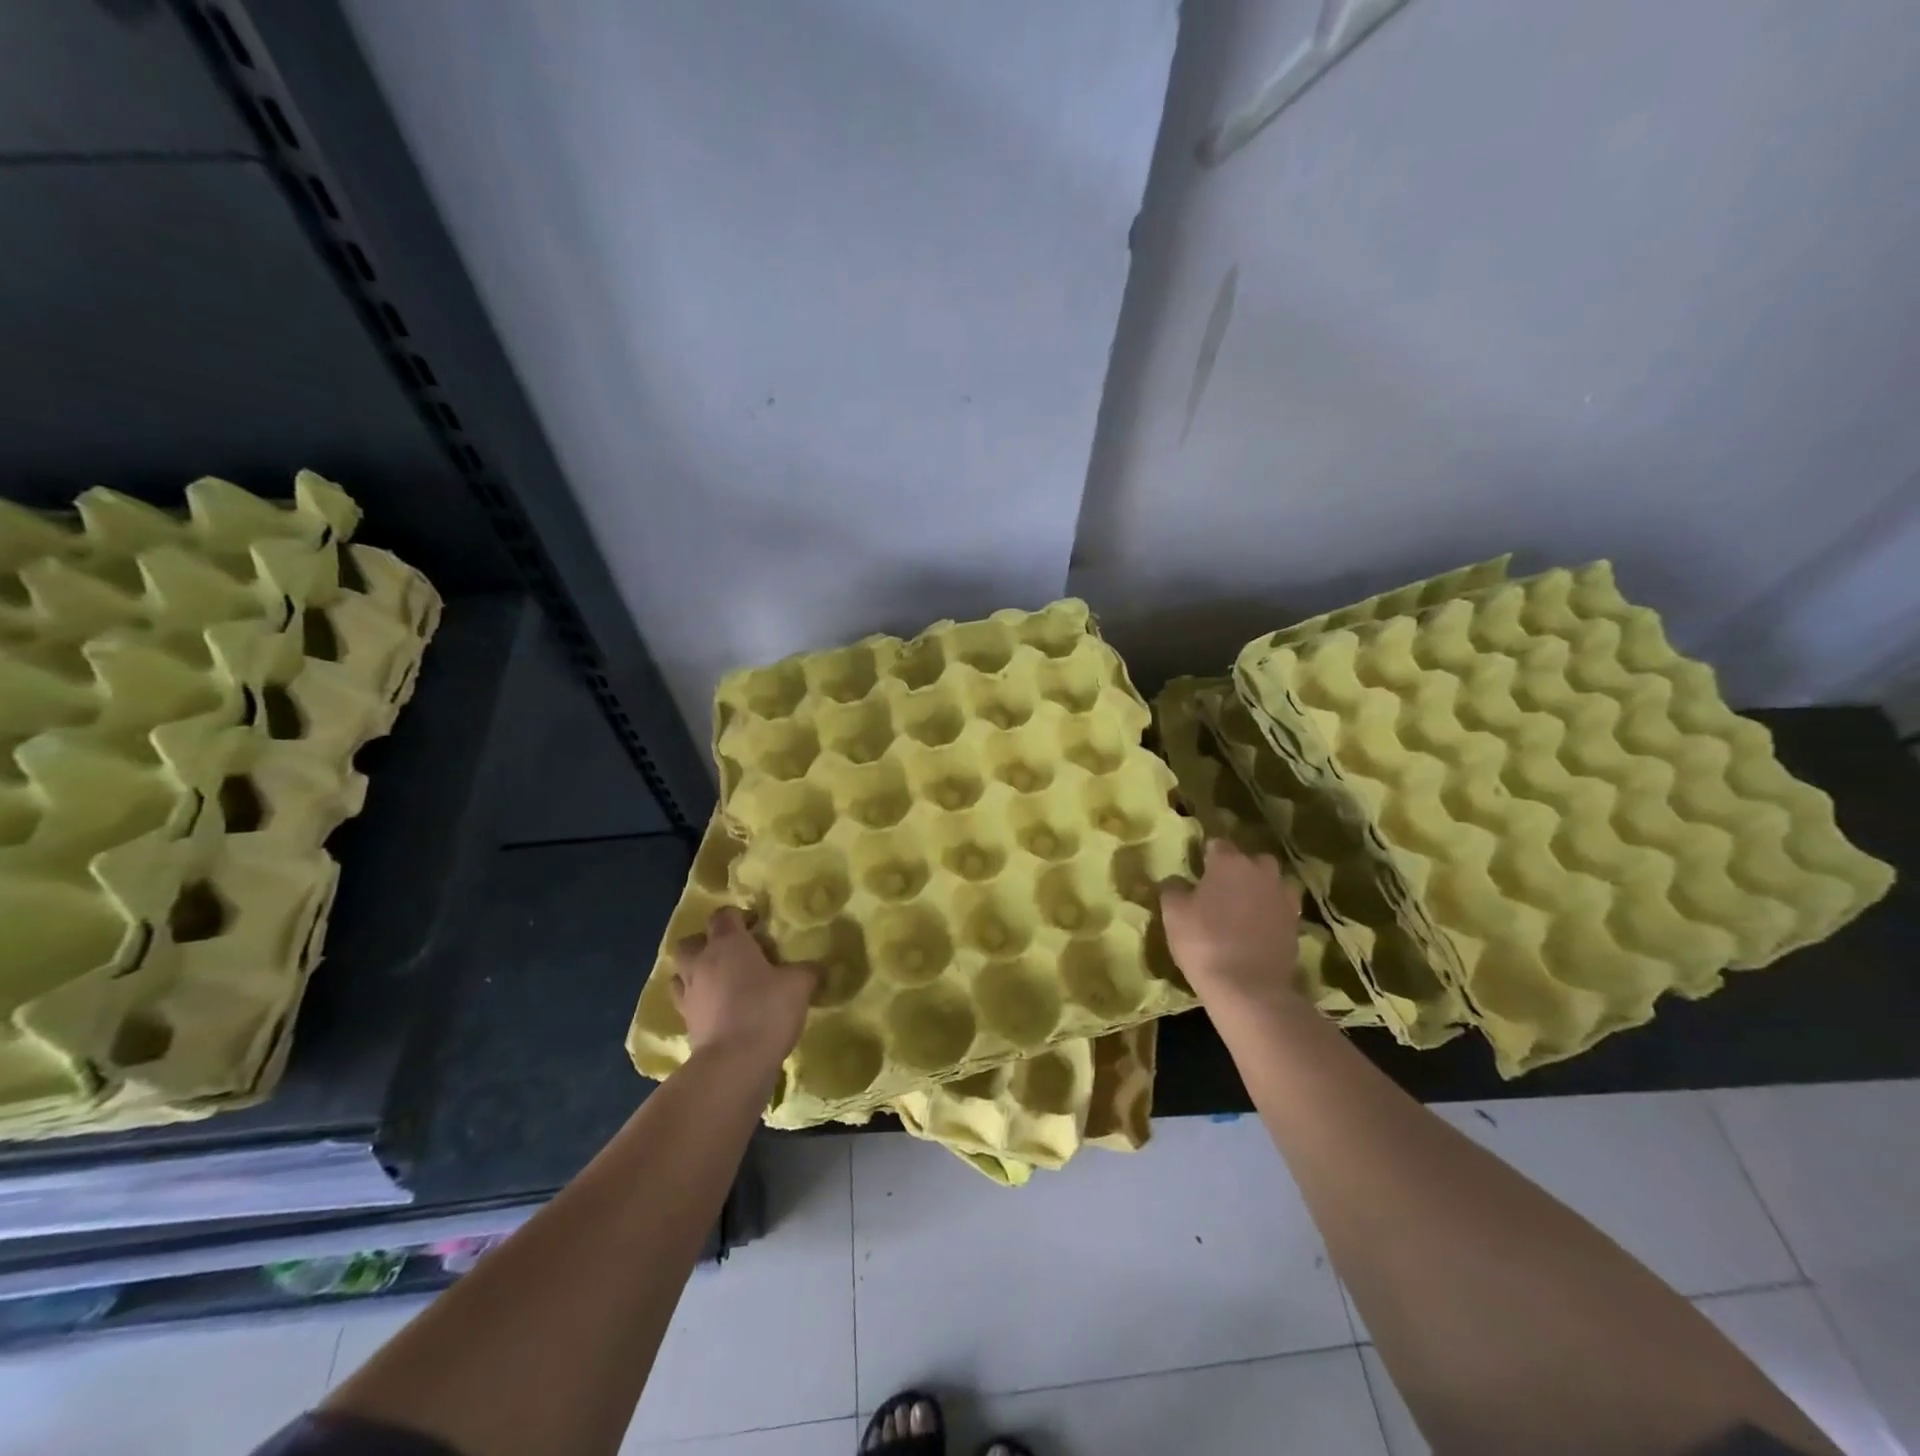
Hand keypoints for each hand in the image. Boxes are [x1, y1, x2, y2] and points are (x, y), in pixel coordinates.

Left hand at [671, 908, 816, 1070]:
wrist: (734, 1064)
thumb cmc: (766, 1010)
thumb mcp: (799, 985)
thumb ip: (806, 971)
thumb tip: (815, 969)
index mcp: (727, 944)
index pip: (724, 915)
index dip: (739, 916)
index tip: (757, 927)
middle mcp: (701, 963)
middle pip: (691, 942)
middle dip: (707, 944)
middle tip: (732, 955)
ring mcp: (688, 995)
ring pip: (681, 973)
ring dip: (697, 973)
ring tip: (721, 983)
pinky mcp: (686, 1024)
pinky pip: (686, 1003)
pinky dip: (699, 1002)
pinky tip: (719, 1011)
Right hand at [1161, 839, 1304, 1026]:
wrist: (1249, 988)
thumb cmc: (1204, 942)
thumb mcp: (1173, 913)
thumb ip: (1173, 889)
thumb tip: (1177, 881)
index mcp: (1230, 862)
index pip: (1217, 844)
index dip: (1206, 856)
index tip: (1197, 870)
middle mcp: (1261, 872)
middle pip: (1251, 860)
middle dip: (1239, 869)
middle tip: (1221, 888)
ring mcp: (1283, 898)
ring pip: (1271, 883)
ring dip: (1259, 889)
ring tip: (1242, 908)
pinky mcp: (1296, 924)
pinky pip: (1280, 909)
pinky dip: (1270, 913)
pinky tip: (1256, 928)